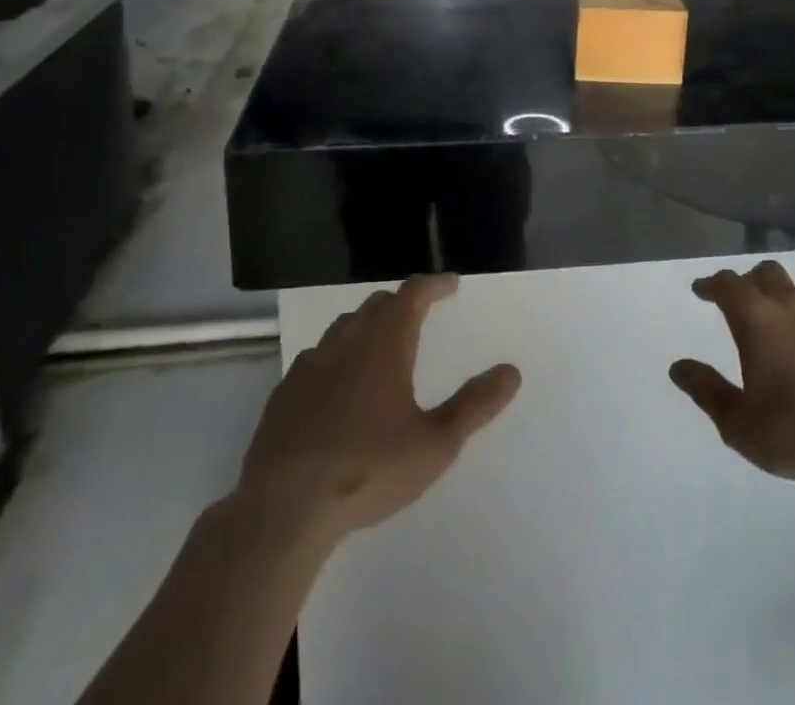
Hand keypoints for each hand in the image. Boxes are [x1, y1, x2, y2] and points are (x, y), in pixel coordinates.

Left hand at [234, 274, 519, 545]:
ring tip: (381, 344)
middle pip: (377, 305)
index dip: (434, 285)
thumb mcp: (435, 444)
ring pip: (344, 327)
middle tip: (420, 313)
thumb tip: (511, 371)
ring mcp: (310, 365)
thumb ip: (475, 406)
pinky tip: (338, 385)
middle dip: (402, 303)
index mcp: (384, 343)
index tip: (451, 285)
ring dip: (368, 325)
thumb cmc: (368, 469)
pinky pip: (317, 357)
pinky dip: (337, 356)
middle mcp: (347, 341)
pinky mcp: (284, 393)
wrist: (283, 509)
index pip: (413, 294)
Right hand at [670, 260, 794, 487]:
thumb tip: (678, 367)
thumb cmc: (794, 431)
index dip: (711, 284)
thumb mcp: (738, 422)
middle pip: (767, 273)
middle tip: (740, 299)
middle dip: (749, 280)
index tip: (701, 290)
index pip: (728, 284)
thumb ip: (706, 390)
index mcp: (757, 319)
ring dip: (784, 298)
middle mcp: (793, 307)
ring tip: (779, 321)